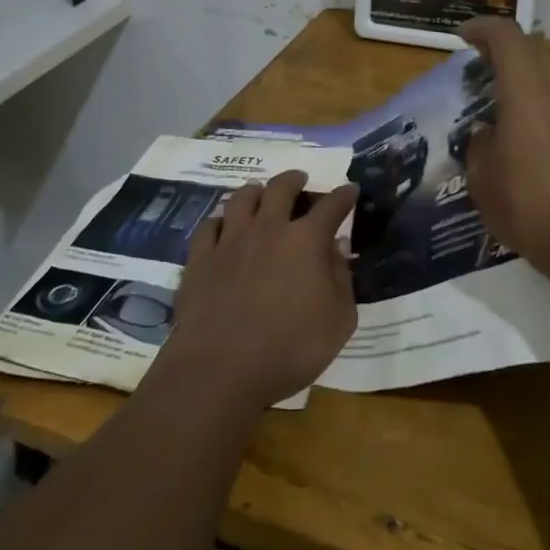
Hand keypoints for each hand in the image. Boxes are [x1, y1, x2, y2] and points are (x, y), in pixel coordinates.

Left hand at [161, 171, 359, 413]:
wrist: (220, 369)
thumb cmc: (291, 349)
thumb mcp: (339, 320)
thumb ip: (341, 279)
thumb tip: (336, 247)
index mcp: (306, 240)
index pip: (331, 206)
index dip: (343, 196)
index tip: (349, 189)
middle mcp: (268, 229)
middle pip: (281, 188)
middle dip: (294, 180)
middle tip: (299, 180)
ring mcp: (230, 241)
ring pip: (241, 199)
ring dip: (255, 191)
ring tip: (259, 192)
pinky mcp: (199, 259)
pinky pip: (208, 226)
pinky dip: (219, 221)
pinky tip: (221, 226)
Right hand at [458, 17, 549, 292]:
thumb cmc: (528, 205)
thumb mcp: (482, 177)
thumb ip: (479, 144)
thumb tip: (487, 133)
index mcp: (526, 90)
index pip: (506, 36)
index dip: (481, 29)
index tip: (461, 37)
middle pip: (531, 50)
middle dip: (501, 50)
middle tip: (475, 67)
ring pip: (549, 75)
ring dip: (522, 76)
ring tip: (496, 100)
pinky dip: (537, 100)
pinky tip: (522, 132)